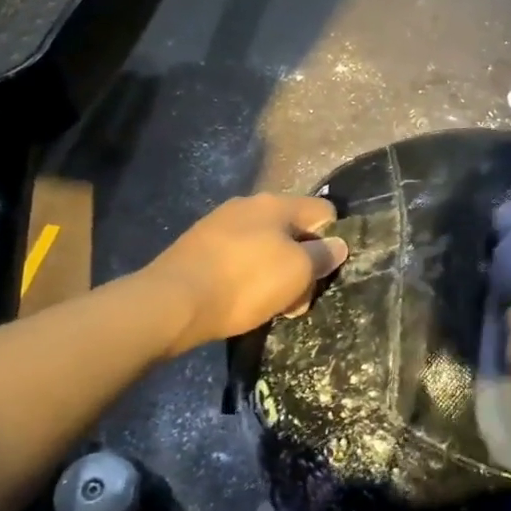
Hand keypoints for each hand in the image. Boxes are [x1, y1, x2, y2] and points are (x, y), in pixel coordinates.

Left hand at [141, 195, 347, 355]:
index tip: (327, 270)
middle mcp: (248, 206)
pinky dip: (248, 278)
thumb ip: (323, 255)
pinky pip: (238, 259)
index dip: (334, 238)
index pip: (323, 209)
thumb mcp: (297, 271)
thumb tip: (338, 244)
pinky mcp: (198, 249)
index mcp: (276, 204)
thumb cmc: (245, 282)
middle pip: (293, 231)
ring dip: (276, 274)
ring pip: (265, 247)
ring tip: (272, 306)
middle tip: (299, 298)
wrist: (172, 303)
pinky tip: (243, 302)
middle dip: (303, 263)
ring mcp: (219, 226)